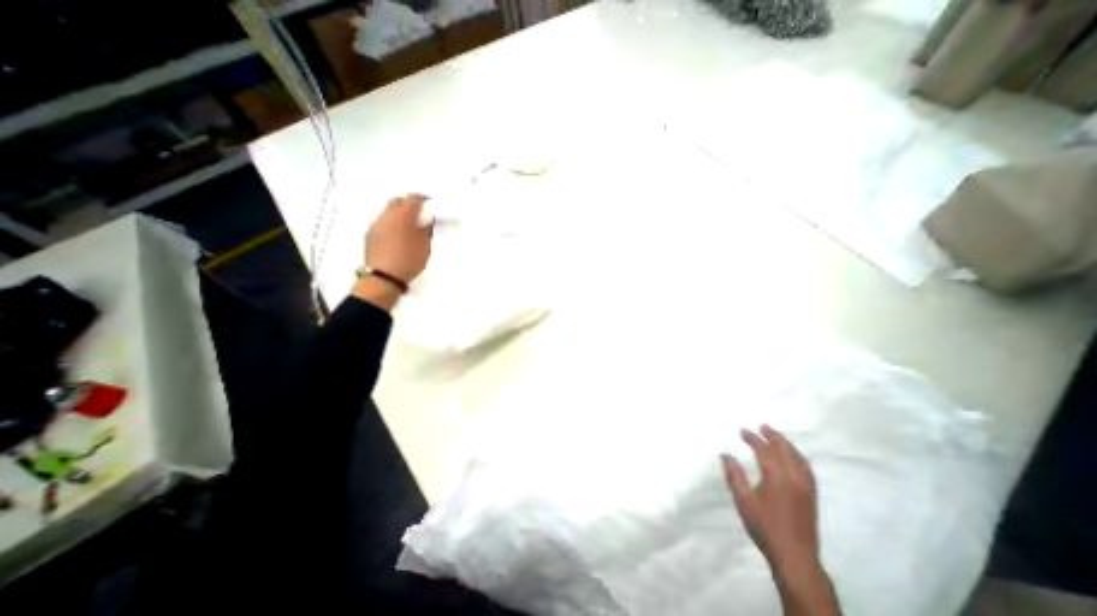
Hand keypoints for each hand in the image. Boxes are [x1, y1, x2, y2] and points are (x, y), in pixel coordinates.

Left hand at [371, 192, 435, 284]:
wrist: (383, 277)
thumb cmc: (409, 261)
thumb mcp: (425, 247)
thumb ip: (425, 230)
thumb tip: (425, 220)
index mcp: (403, 217)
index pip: (413, 199)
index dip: (422, 199)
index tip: (429, 203)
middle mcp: (387, 216)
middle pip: (397, 201)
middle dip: (408, 203)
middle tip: (418, 212)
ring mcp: (376, 225)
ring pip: (388, 211)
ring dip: (398, 213)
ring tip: (408, 226)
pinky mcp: (370, 234)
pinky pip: (382, 222)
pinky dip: (391, 223)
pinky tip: (397, 235)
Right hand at [726, 423, 816, 571]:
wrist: (795, 557)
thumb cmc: (764, 526)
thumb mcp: (743, 500)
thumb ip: (734, 475)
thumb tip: (726, 455)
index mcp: (776, 476)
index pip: (763, 450)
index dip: (752, 438)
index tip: (742, 431)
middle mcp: (794, 477)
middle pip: (784, 449)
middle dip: (773, 436)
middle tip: (763, 426)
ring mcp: (806, 486)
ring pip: (798, 458)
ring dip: (787, 444)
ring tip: (777, 437)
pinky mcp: (811, 496)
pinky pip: (807, 468)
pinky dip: (798, 457)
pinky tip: (794, 458)